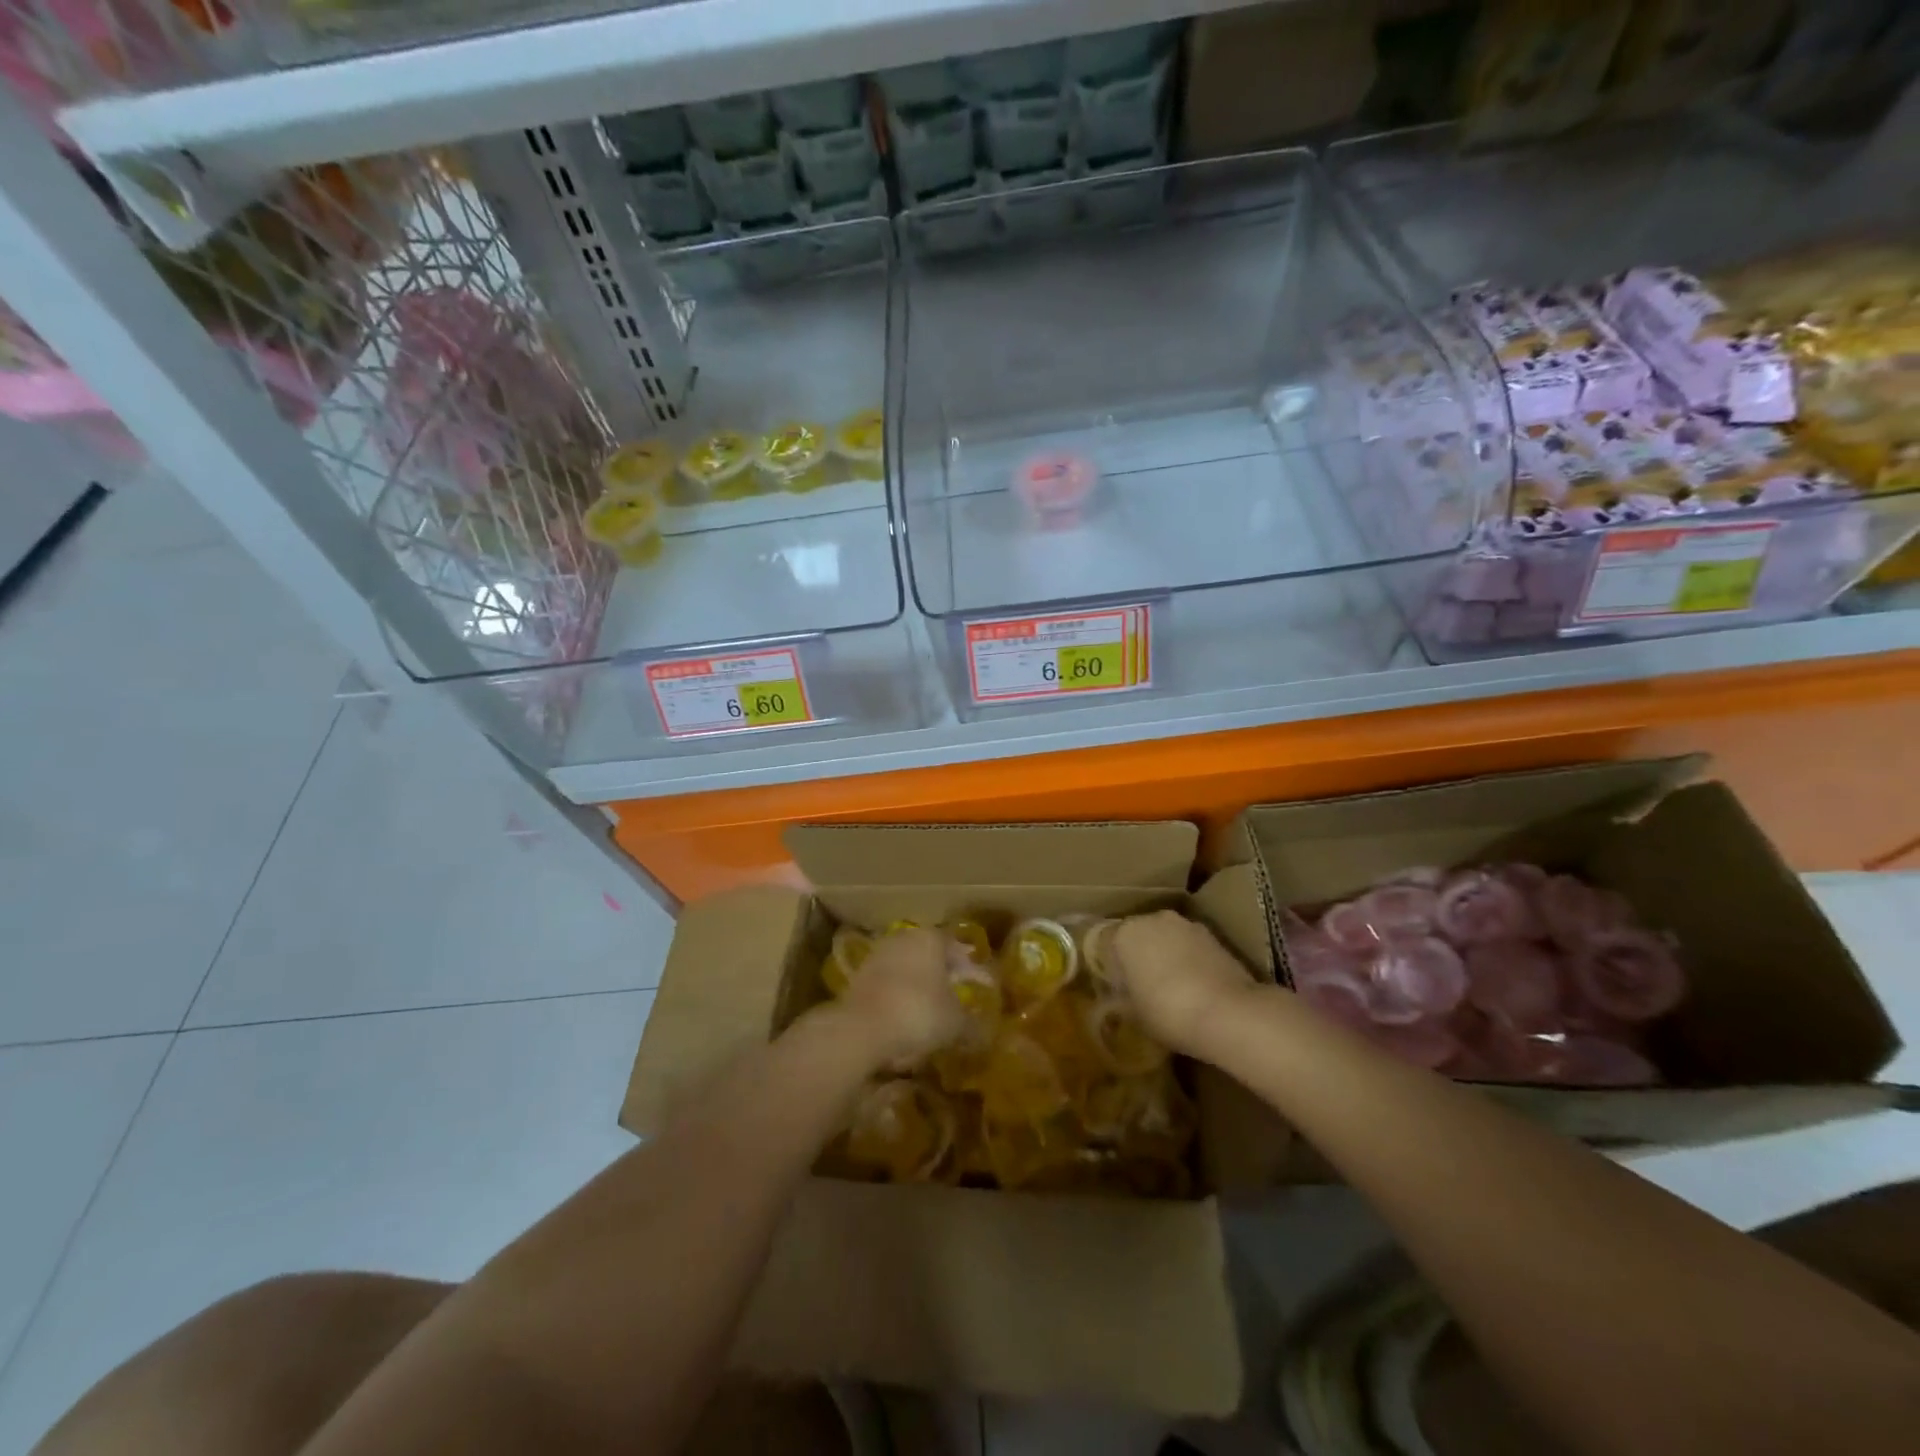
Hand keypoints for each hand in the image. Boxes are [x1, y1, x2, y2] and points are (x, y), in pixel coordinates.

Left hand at [836, 929, 967, 1068]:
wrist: (861, 1029)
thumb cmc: (919, 1013)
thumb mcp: (956, 1023)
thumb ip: (972, 1024)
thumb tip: (983, 1032)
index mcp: (931, 938)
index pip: (955, 947)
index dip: (967, 968)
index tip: (975, 986)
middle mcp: (903, 938)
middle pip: (928, 955)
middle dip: (940, 975)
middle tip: (953, 998)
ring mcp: (877, 955)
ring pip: (905, 969)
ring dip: (916, 986)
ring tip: (927, 1013)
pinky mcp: (857, 977)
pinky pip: (886, 985)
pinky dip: (896, 998)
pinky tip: (902, 1019)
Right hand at [1110, 910, 1256, 1053]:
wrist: (1229, 1014)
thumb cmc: (1167, 1012)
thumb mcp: (1134, 1014)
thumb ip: (1124, 997)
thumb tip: (1123, 996)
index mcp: (1124, 933)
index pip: (1105, 943)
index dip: (1110, 966)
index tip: (1115, 988)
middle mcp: (1153, 919)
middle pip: (1139, 936)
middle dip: (1139, 956)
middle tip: (1140, 986)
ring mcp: (1188, 925)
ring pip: (1167, 939)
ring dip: (1166, 956)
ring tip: (1170, 988)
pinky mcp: (1216, 937)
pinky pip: (1191, 948)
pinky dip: (1190, 961)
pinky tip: (1194, 988)